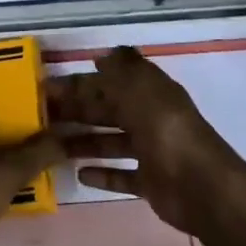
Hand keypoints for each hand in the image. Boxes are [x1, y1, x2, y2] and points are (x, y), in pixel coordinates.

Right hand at [50, 47, 245, 237]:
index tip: (47, 87)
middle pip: (107, 110)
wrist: (204, 190)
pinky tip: (79, 174)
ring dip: (83, 141)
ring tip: (52, 146)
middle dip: (77, 110)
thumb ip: (121, 70)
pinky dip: (102, 174)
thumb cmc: (168, 132)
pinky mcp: (151, 182)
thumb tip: (102, 56)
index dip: (80, 82)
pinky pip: (122, 175)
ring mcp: (151, 151)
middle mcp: (150, 118)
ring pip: (110, 141)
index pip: (109, 81)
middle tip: (42, 116)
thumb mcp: (142, 90)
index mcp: (149, 92)